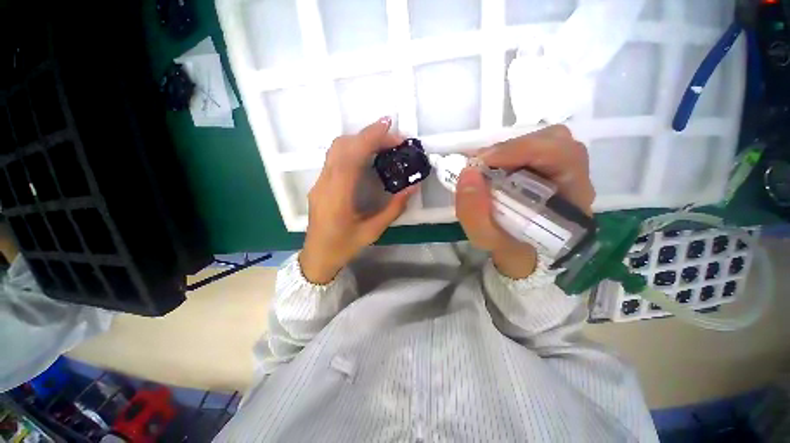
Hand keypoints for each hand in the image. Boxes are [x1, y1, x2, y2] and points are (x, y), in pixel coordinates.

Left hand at [299, 117, 417, 283]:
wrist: (317, 256)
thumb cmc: (344, 246)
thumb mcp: (373, 231)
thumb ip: (394, 208)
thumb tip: (412, 187)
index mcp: (337, 197)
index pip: (351, 157)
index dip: (369, 137)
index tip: (388, 127)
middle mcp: (325, 184)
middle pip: (341, 146)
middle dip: (368, 135)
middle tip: (393, 138)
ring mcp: (319, 182)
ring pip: (336, 149)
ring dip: (359, 140)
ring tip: (382, 143)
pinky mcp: (320, 183)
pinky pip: (335, 158)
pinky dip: (352, 148)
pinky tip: (367, 155)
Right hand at [455, 125, 594, 278]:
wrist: (521, 253)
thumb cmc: (508, 248)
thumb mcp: (485, 238)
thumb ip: (473, 212)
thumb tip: (467, 172)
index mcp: (572, 199)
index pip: (562, 155)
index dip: (522, 150)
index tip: (482, 162)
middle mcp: (574, 178)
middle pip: (555, 140)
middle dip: (512, 148)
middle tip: (481, 165)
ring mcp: (563, 170)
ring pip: (544, 139)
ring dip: (510, 149)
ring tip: (486, 166)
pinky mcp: (548, 167)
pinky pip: (533, 147)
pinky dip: (509, 152)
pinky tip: (494, 167)